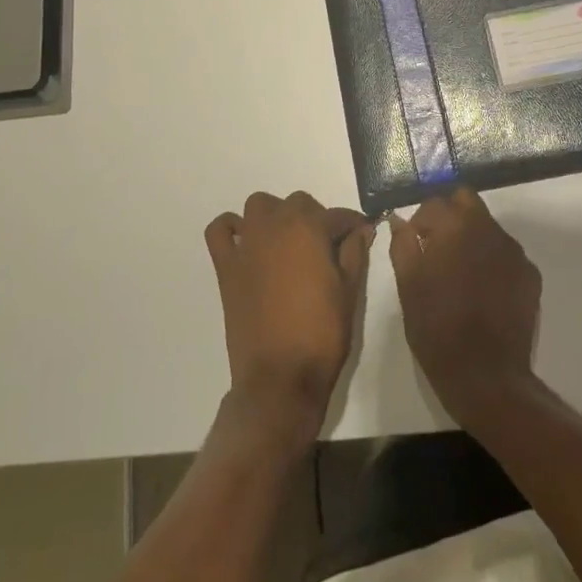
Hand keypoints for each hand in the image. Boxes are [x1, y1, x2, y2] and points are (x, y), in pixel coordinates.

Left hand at [205, 192, 373, 434]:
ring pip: (259, 206)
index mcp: (308, 229)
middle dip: (315, 217)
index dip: (352, 224)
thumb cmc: (322, 334)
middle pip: (297, 203)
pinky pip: (220, 231)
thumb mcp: (349, 292)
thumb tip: (361, 229)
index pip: (336, 215)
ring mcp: (247, 244)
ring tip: (289, 242)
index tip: (362, 233)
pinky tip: (247, 243)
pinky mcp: (226, 266)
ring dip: (275, 215)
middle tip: (327, 246)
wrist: (280, 378)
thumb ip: (355, 253)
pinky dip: (231, 228)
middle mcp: (275, 226)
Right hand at [389, 188, 541, 425]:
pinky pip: (506, 253)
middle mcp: (489, 229)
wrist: (486, 376)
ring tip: (460, 272)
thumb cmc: (437, 329)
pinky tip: (483, 290)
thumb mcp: (408, 286)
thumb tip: (400, 221)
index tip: (414, 242)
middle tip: (436, 246)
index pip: (435, 202)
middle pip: (466, 201)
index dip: (420, 220)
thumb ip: (403, 245)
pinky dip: (492, 260)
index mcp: (456, 227)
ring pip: (488, 226)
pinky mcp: (530, 274)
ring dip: (471, 237)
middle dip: (449, 215)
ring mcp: (514, 251)